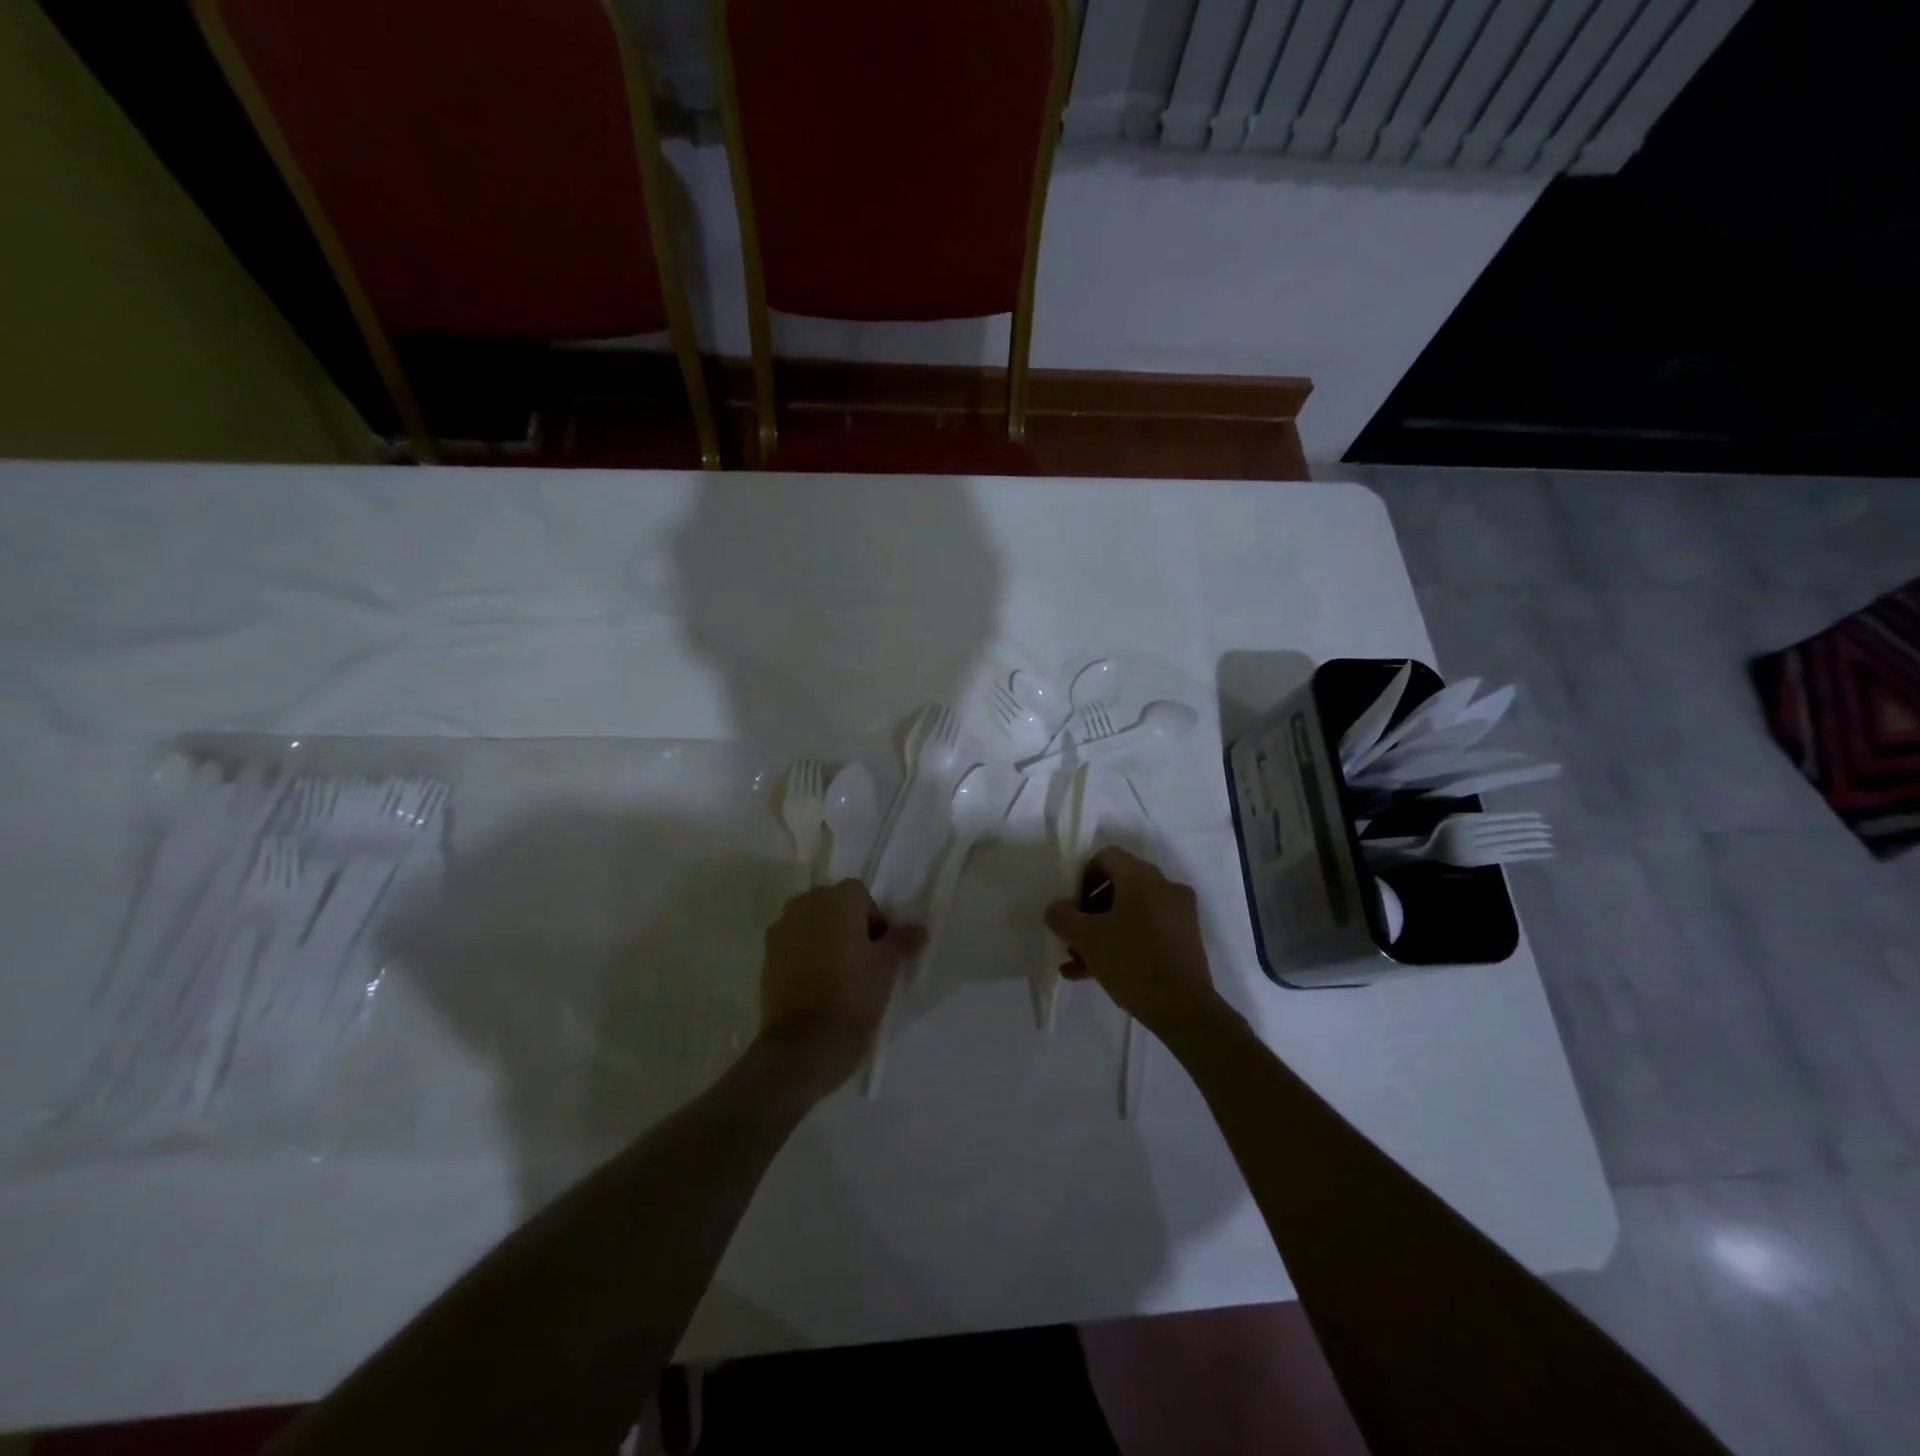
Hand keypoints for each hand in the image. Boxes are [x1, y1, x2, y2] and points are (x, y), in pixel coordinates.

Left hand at [758, 880, 926, 1095]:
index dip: (874, 919)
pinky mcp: (766, 957)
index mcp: (837, 899)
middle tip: (862, 959)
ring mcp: (781, 930)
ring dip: (825, 938)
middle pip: (832, 905)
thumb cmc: (853, 995)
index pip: (861, 895)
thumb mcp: (887, 967)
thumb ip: (902, 941)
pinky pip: (793, 945)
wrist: (804, 1044)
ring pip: (810, 924)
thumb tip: (918, 930)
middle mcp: (805, 905)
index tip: (881, 949)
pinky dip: (805, 955)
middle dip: (848, 924)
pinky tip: (816, 984)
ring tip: (838, 973)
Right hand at [1045, 847, 1225, 1037]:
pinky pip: (1146, 932)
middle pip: (1118, 886)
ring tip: (1077, 962)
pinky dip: (1122, 944)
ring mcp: (1179, 914)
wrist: (1183, 1009)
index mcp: (1142, 877)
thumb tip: (1058, 908)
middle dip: (1089, 911)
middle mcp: (1165, 887)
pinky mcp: (1185, 941)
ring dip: (1102, 932)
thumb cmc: (1131, 961)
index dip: (1081, 877)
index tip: (1070, 906)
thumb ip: (1062, 916)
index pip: (1106, 857)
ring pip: (1131, 913)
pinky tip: (1096, 974)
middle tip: (1072, 936)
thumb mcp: (1085, 938)